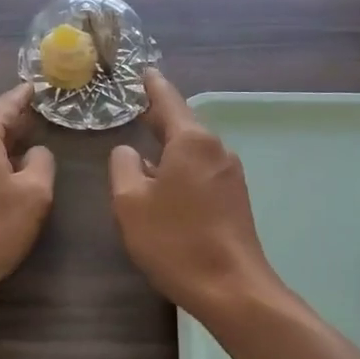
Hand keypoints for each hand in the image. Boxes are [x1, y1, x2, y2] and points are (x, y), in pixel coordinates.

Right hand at [110, 71, 282, 320]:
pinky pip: (202, 170)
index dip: (151, 85)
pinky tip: (166, 185)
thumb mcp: (131, 203)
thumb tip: (129, 152)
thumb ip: (123, 167)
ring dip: (169, 147)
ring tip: (144, 150)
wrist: (232, 287)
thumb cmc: (175, 241)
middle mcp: (216, 149)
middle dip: (158, 117)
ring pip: (193, 150)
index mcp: (191, 141)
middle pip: (183, 124)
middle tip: (134, 111)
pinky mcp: (236, 198)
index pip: (168, 99)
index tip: (142, 71)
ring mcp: (231, 174)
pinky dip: (182, 168)